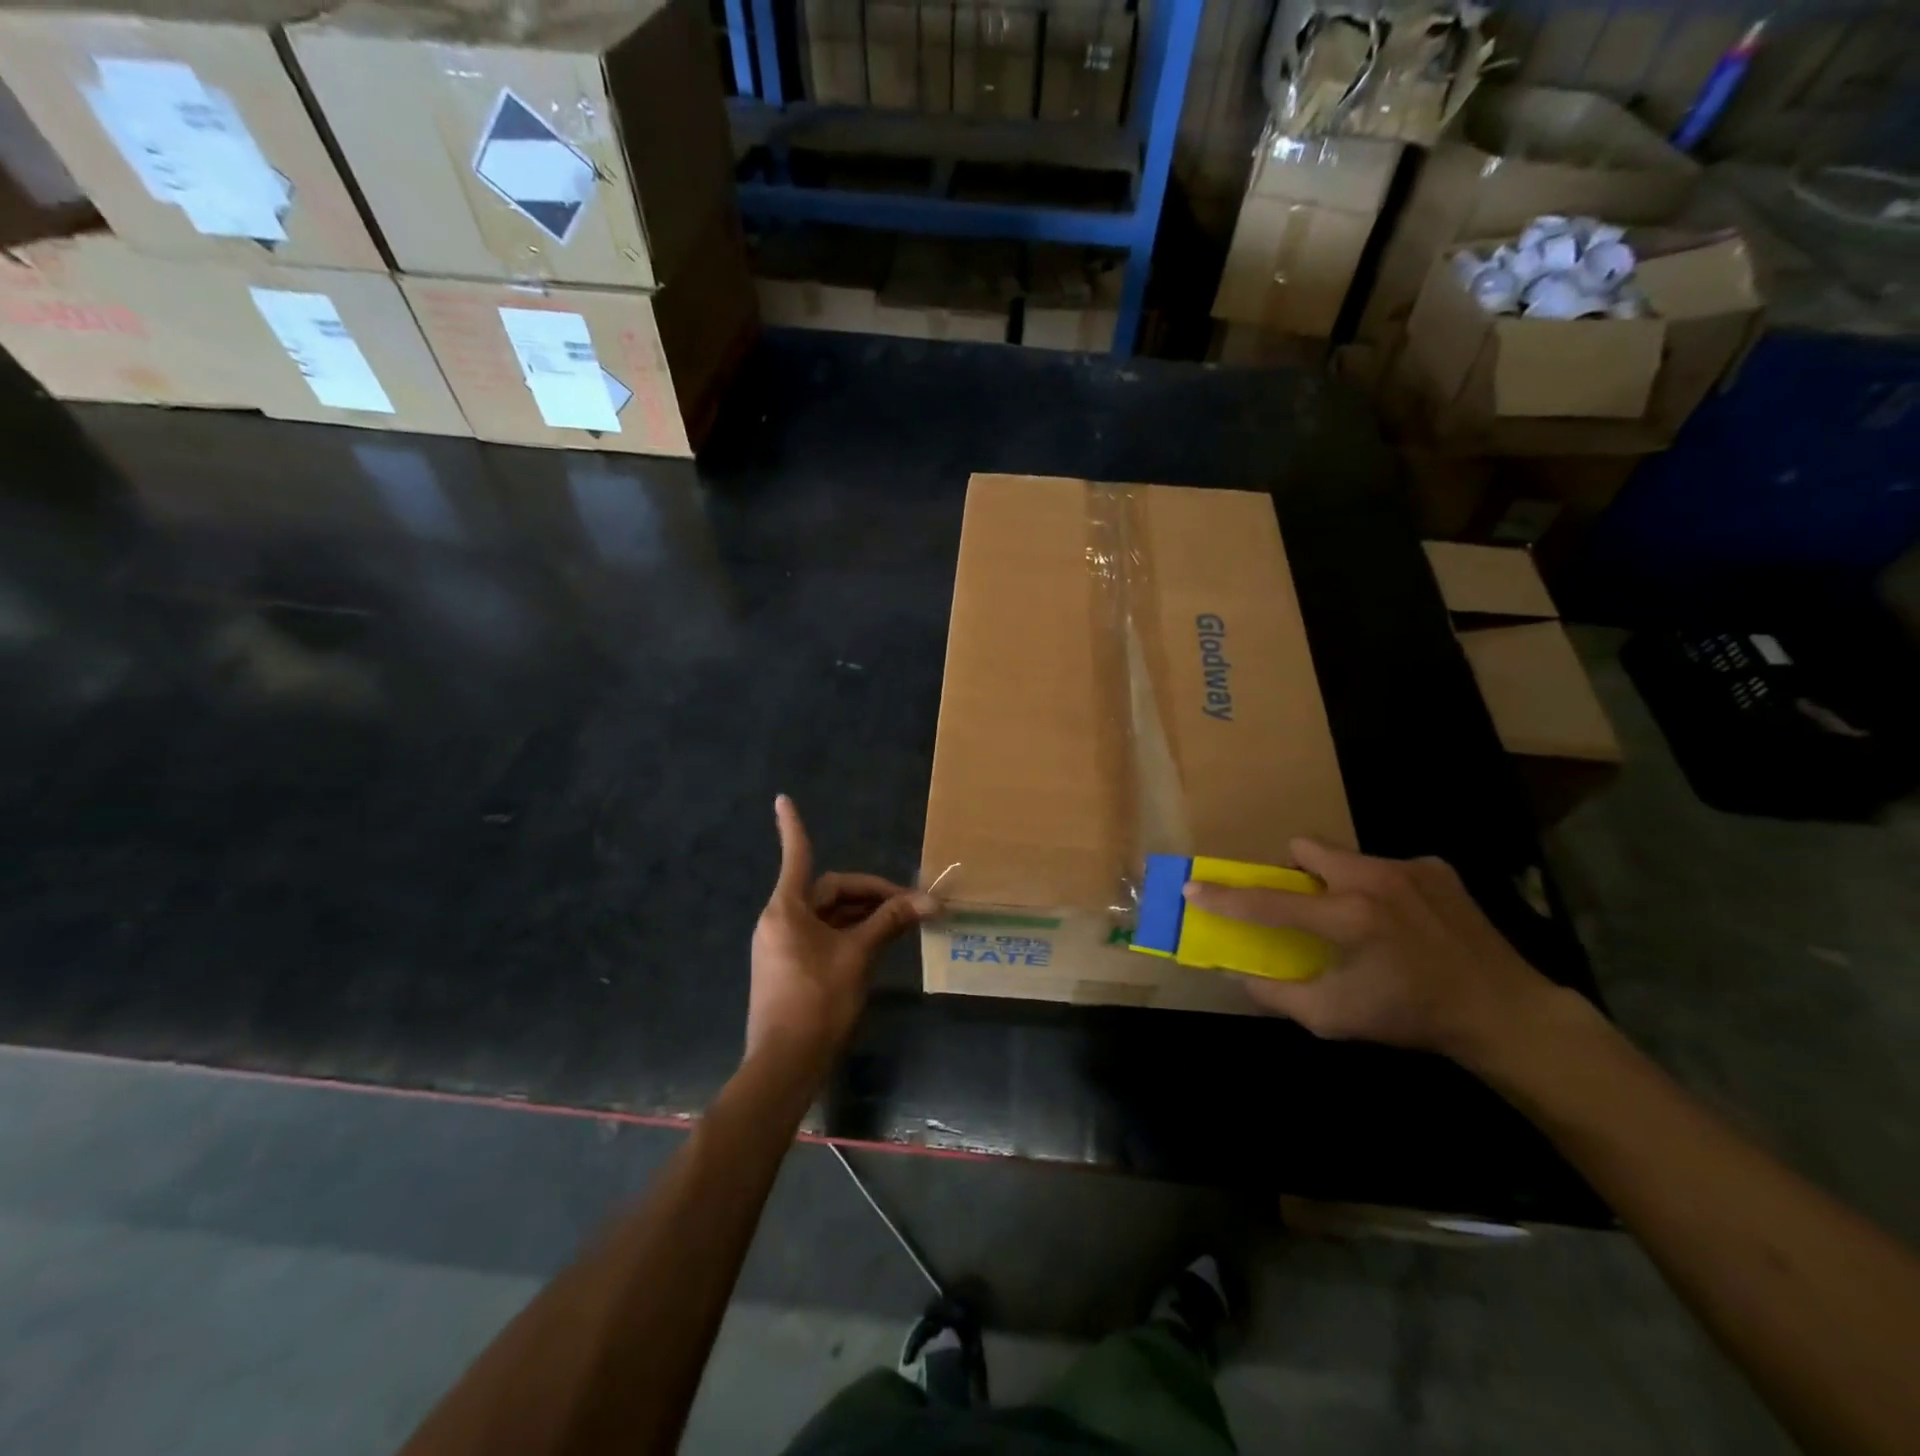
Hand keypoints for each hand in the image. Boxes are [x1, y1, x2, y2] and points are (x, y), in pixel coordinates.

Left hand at [746, 795, 936, 1069]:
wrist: (784, 1064)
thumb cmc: (818, 1001)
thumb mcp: (859, 956)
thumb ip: (890, 922)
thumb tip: (930, 901)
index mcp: (787, 909)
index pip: (797, 856)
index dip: (792, 826)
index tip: (782, 798)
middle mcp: (779, 921)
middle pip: (829, 892)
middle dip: (870, 893)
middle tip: (910, 904)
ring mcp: (781, 946)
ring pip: (828, 916)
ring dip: (863, 915)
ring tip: (903, 922)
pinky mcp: (788, 968)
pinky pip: (822, 937)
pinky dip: (850, 934)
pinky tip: (878, 943)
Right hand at [1183, 839, 1559, 1065]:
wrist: (1504, 1013)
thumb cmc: (1411, 1018)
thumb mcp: (1335, 1018)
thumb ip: (1278, 993)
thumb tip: (1238, 974)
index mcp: (1348, 919)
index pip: (1269, 903)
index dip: (1226, 897)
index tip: (1193, 887)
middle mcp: (1374, 880)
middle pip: (1306, 849)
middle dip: (1293, 871)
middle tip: (1302, 904)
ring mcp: (1409, 868)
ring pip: (1345, 856)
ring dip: (1336, 880)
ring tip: (1357, 918)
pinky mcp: (1436, 868)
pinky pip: (1385, 866)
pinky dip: (1377, 887)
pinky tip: (1400, 921)